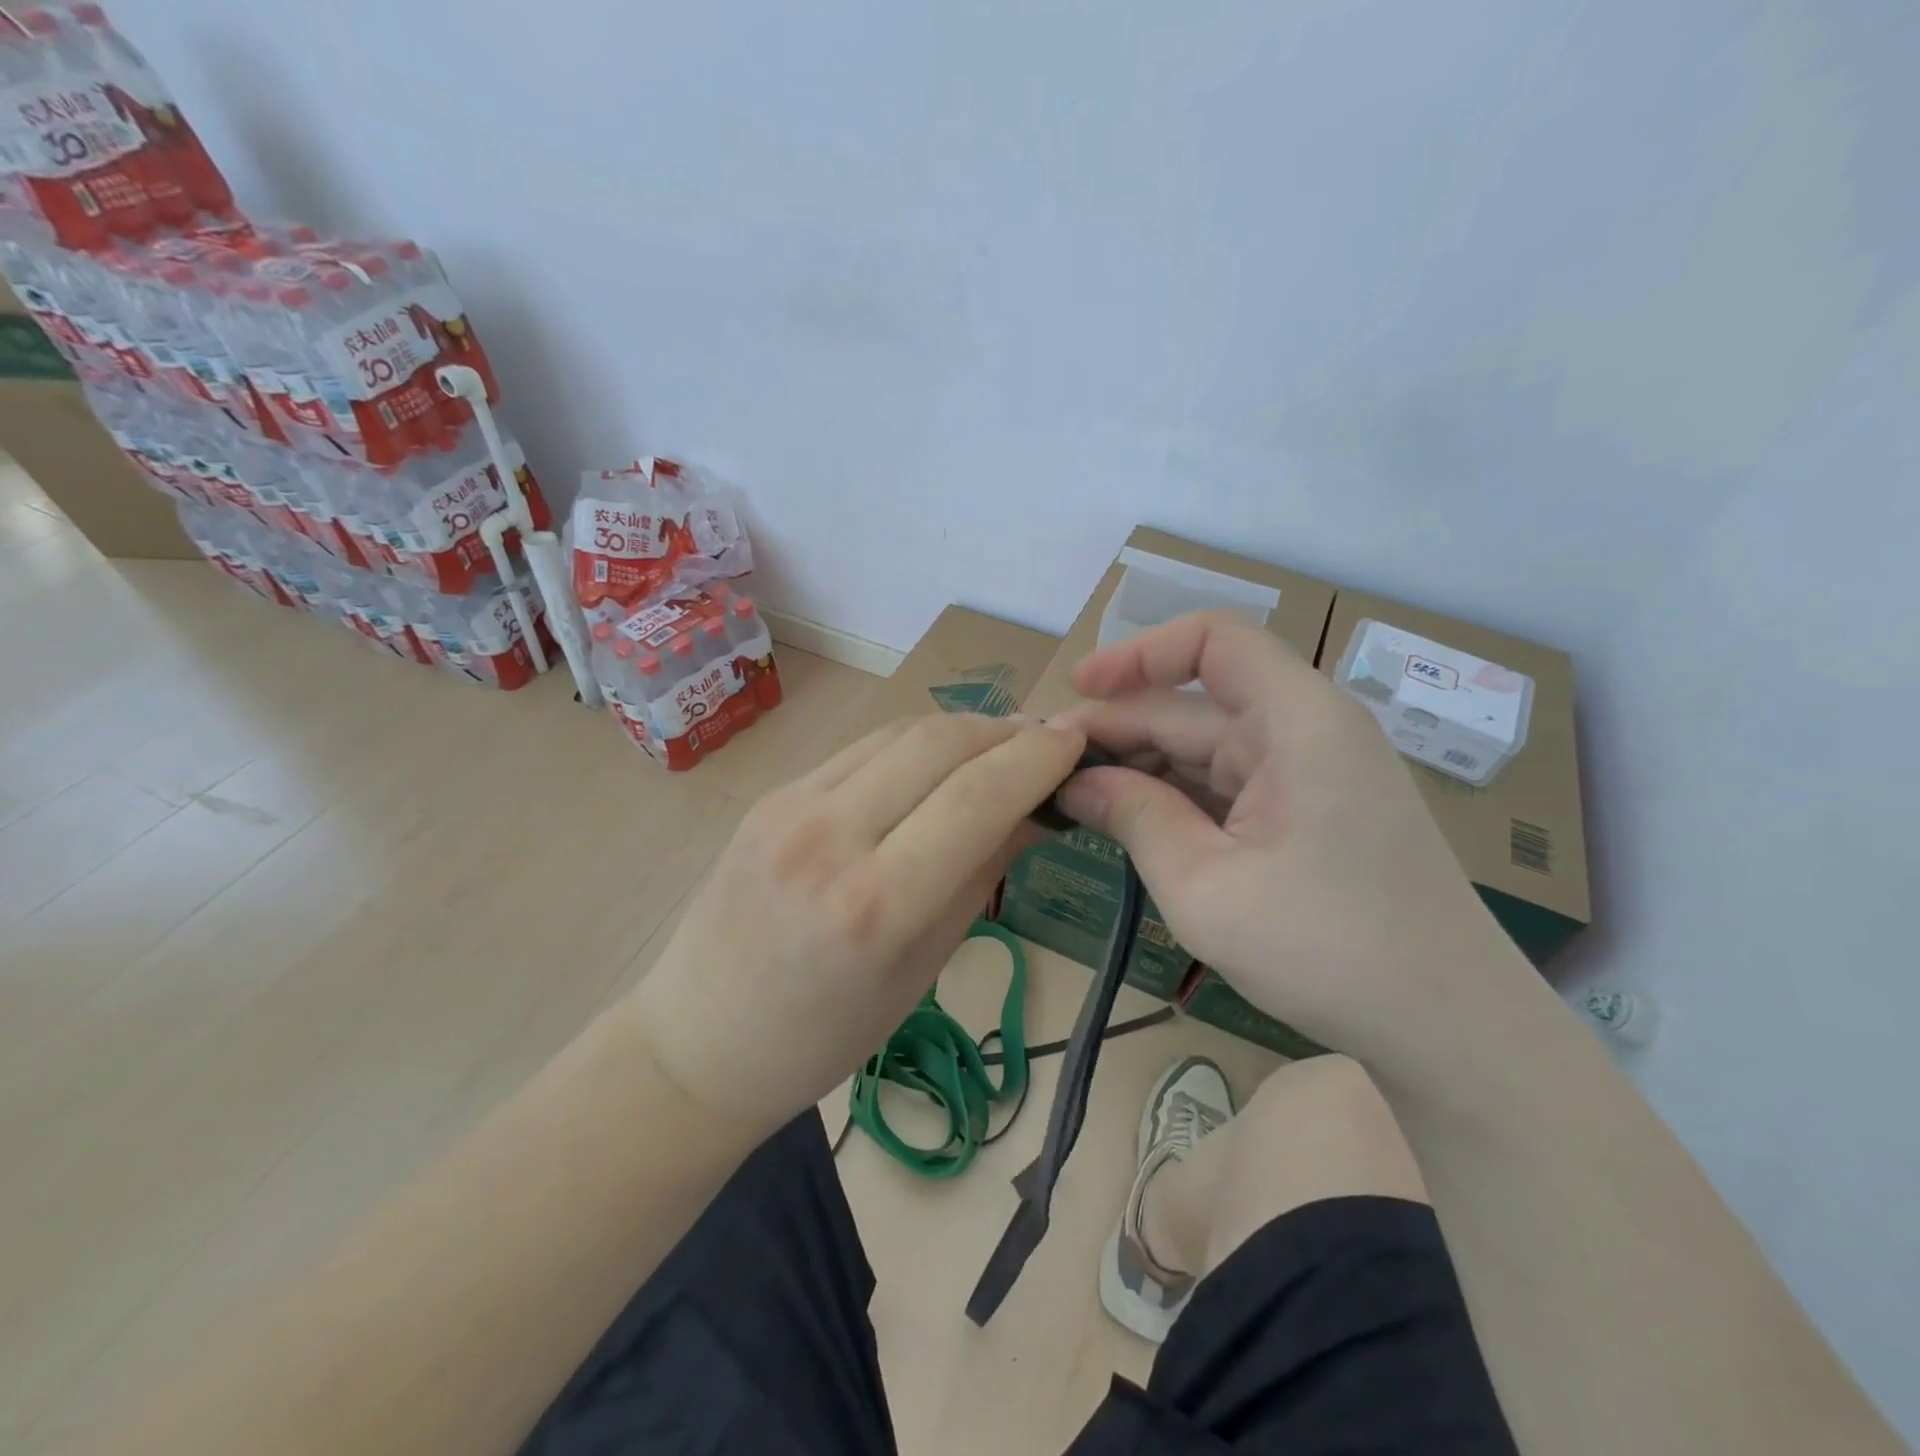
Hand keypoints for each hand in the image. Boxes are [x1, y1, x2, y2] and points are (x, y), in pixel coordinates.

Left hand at [623, 712, 1085, 1140]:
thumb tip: (1034, 808)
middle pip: (940, 743)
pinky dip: (913, 744)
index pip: (979, 797)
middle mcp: (830, 838)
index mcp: (876, 906)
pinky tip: (937, 760)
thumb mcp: (923, 967)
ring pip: (900, 732)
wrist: (701, 1040)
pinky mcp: (772, 795)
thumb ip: (982, 874)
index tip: (1077, 745)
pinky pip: (861, 750)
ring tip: (1000, 744)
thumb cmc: (826, 1035)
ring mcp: (791, 807)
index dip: (1039, 759)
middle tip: (1045, 742)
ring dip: (962, 729)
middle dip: (1006, 731)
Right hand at [1055, 612, 1531, 1077]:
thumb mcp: (1205, 886)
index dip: (1138, 653)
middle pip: (1193, 706)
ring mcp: (1309, 773)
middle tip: (1046, 770)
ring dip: (1140, 770)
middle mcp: (1306, 730)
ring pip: (1204, 749)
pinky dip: (1175, 800)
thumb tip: (1073, 778)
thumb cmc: (1328, 950)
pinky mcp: (1307, 812)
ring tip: (1073, 800)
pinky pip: (1226, 786)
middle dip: (1118, 730)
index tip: (1078, 690)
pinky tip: (1129, 825)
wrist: (1450, 1027)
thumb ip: (1134, 816)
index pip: (1212, 641)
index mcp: (1297, 721)